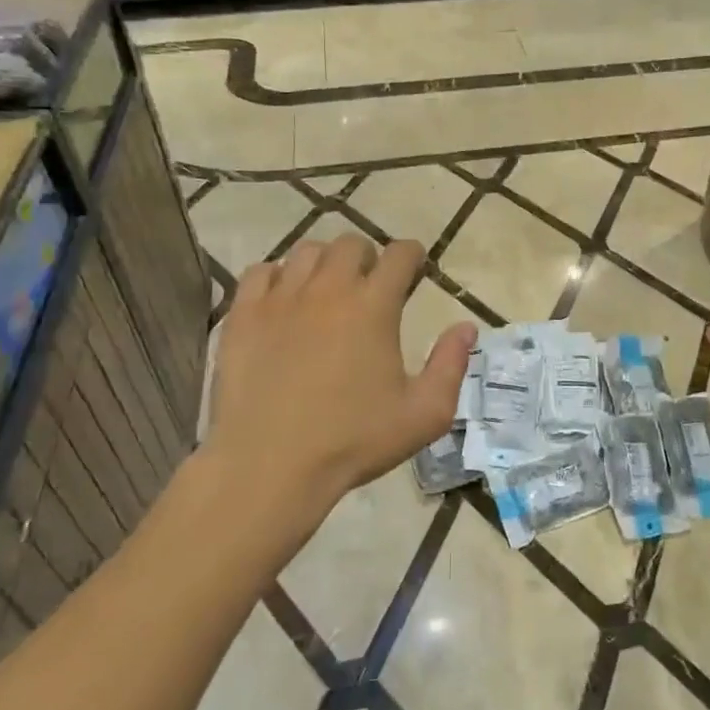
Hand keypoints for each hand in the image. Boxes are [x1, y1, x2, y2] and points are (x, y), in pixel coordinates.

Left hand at [203, 235, 476, 516]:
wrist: (269, 465)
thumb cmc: (353, 441)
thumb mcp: (424, 414)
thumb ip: (451, 365)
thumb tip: (466, 326)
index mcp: (374, 306)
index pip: (399, 254)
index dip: (412, 256)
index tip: (414, 270)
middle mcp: (328, 289)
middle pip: (351, 243)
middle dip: (368, 257)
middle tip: (370, 285)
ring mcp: (280, 298)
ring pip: (306, 252)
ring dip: (324, 263)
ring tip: (326, 291)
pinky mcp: (243, 315)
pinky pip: (260, 272)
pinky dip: (277, 277)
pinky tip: (283, 302)